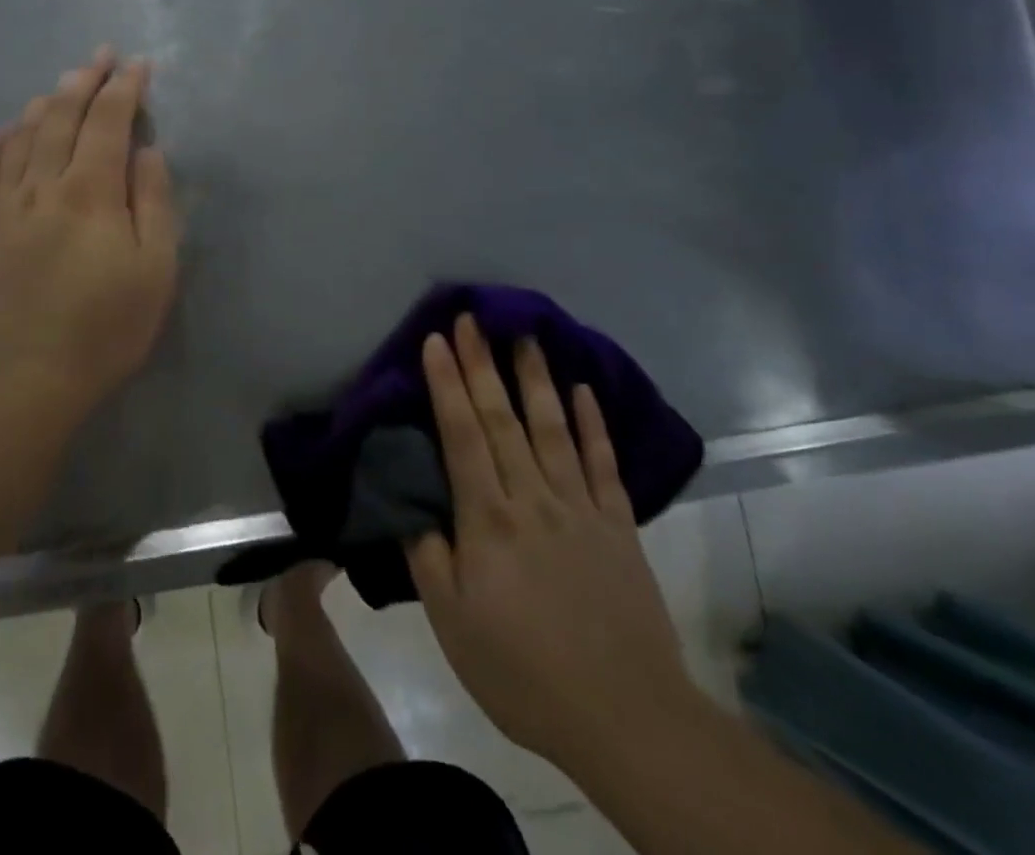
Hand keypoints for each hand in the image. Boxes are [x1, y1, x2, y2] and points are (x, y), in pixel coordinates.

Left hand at [0, 48, 177, 411]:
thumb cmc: (106, 328)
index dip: (125, 89)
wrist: (28, 381)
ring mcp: (2, 210)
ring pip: (18, 141)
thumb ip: (153, 203)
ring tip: (57, 89)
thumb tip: (147, 151)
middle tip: (100, 58)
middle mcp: (41, 187)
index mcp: (90, 192)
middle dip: (83, 82)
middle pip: (60, 119)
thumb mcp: (155, 269)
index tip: (138, 66)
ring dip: (40, 108)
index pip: (108, 122)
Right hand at [406, 315, 700, 768]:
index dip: (447, 384)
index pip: (461, 435)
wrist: (627, 718)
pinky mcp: (618, 526)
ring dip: (536, 378)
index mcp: (487, 520)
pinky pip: (603, 464)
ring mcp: (580, 508)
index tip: (437, 339)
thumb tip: (407, 503)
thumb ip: (427, 556)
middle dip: (483, 364)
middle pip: (502, 419)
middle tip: (473, 318)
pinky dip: (593, 425)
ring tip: (526, 335)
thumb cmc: (524, 672)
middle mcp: (532, 498)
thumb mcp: (452, 624)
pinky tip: (585, 391)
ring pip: (553, 429)